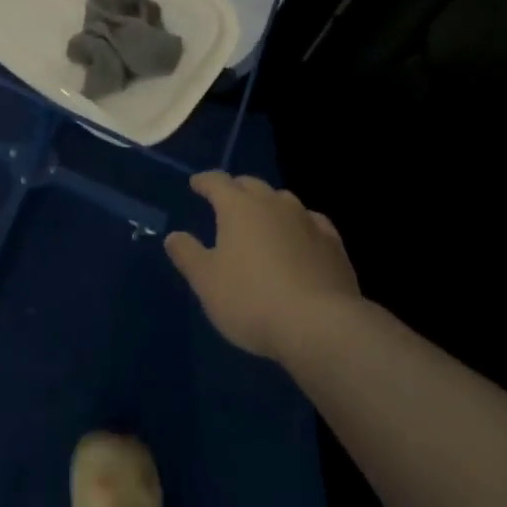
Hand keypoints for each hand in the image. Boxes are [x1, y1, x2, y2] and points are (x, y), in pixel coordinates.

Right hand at [164, 172, 359, 361]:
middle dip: (236, 189)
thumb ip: (188, 255)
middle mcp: (273, 203)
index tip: (196, 184)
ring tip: (262, 219)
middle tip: (226, 200)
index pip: (217, 182)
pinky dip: (300, 224)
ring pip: (283, 200)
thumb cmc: (252, 300)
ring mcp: (306, 220)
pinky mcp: (333, 243)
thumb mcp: (207, 282)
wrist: (320, 325)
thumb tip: (174, 235)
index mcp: (238, 207)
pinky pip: (312, 222)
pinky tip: (302, 237)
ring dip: (269, 205)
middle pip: (251, 185)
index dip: (205, 181)